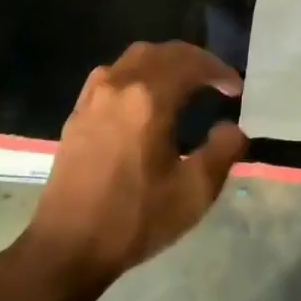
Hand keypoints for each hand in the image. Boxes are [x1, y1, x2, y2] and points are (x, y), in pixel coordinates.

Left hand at [22, 41, 246, 289]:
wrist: (65, 248)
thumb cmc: (134, 219)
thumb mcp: (194, 192)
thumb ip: (223, 152)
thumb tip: (233, 128)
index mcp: (149, 98)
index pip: (192, 64)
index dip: (218, 71)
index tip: (235, 89)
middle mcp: (120, 84)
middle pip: (164, 52)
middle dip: (195, 61)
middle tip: (215, 81)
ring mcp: (94, 96)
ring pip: (136, 58)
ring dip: (165, 62)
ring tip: (183, 83)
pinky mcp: (78, 112)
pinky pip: (113, 74)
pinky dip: (138, 73)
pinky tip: (143, 98)